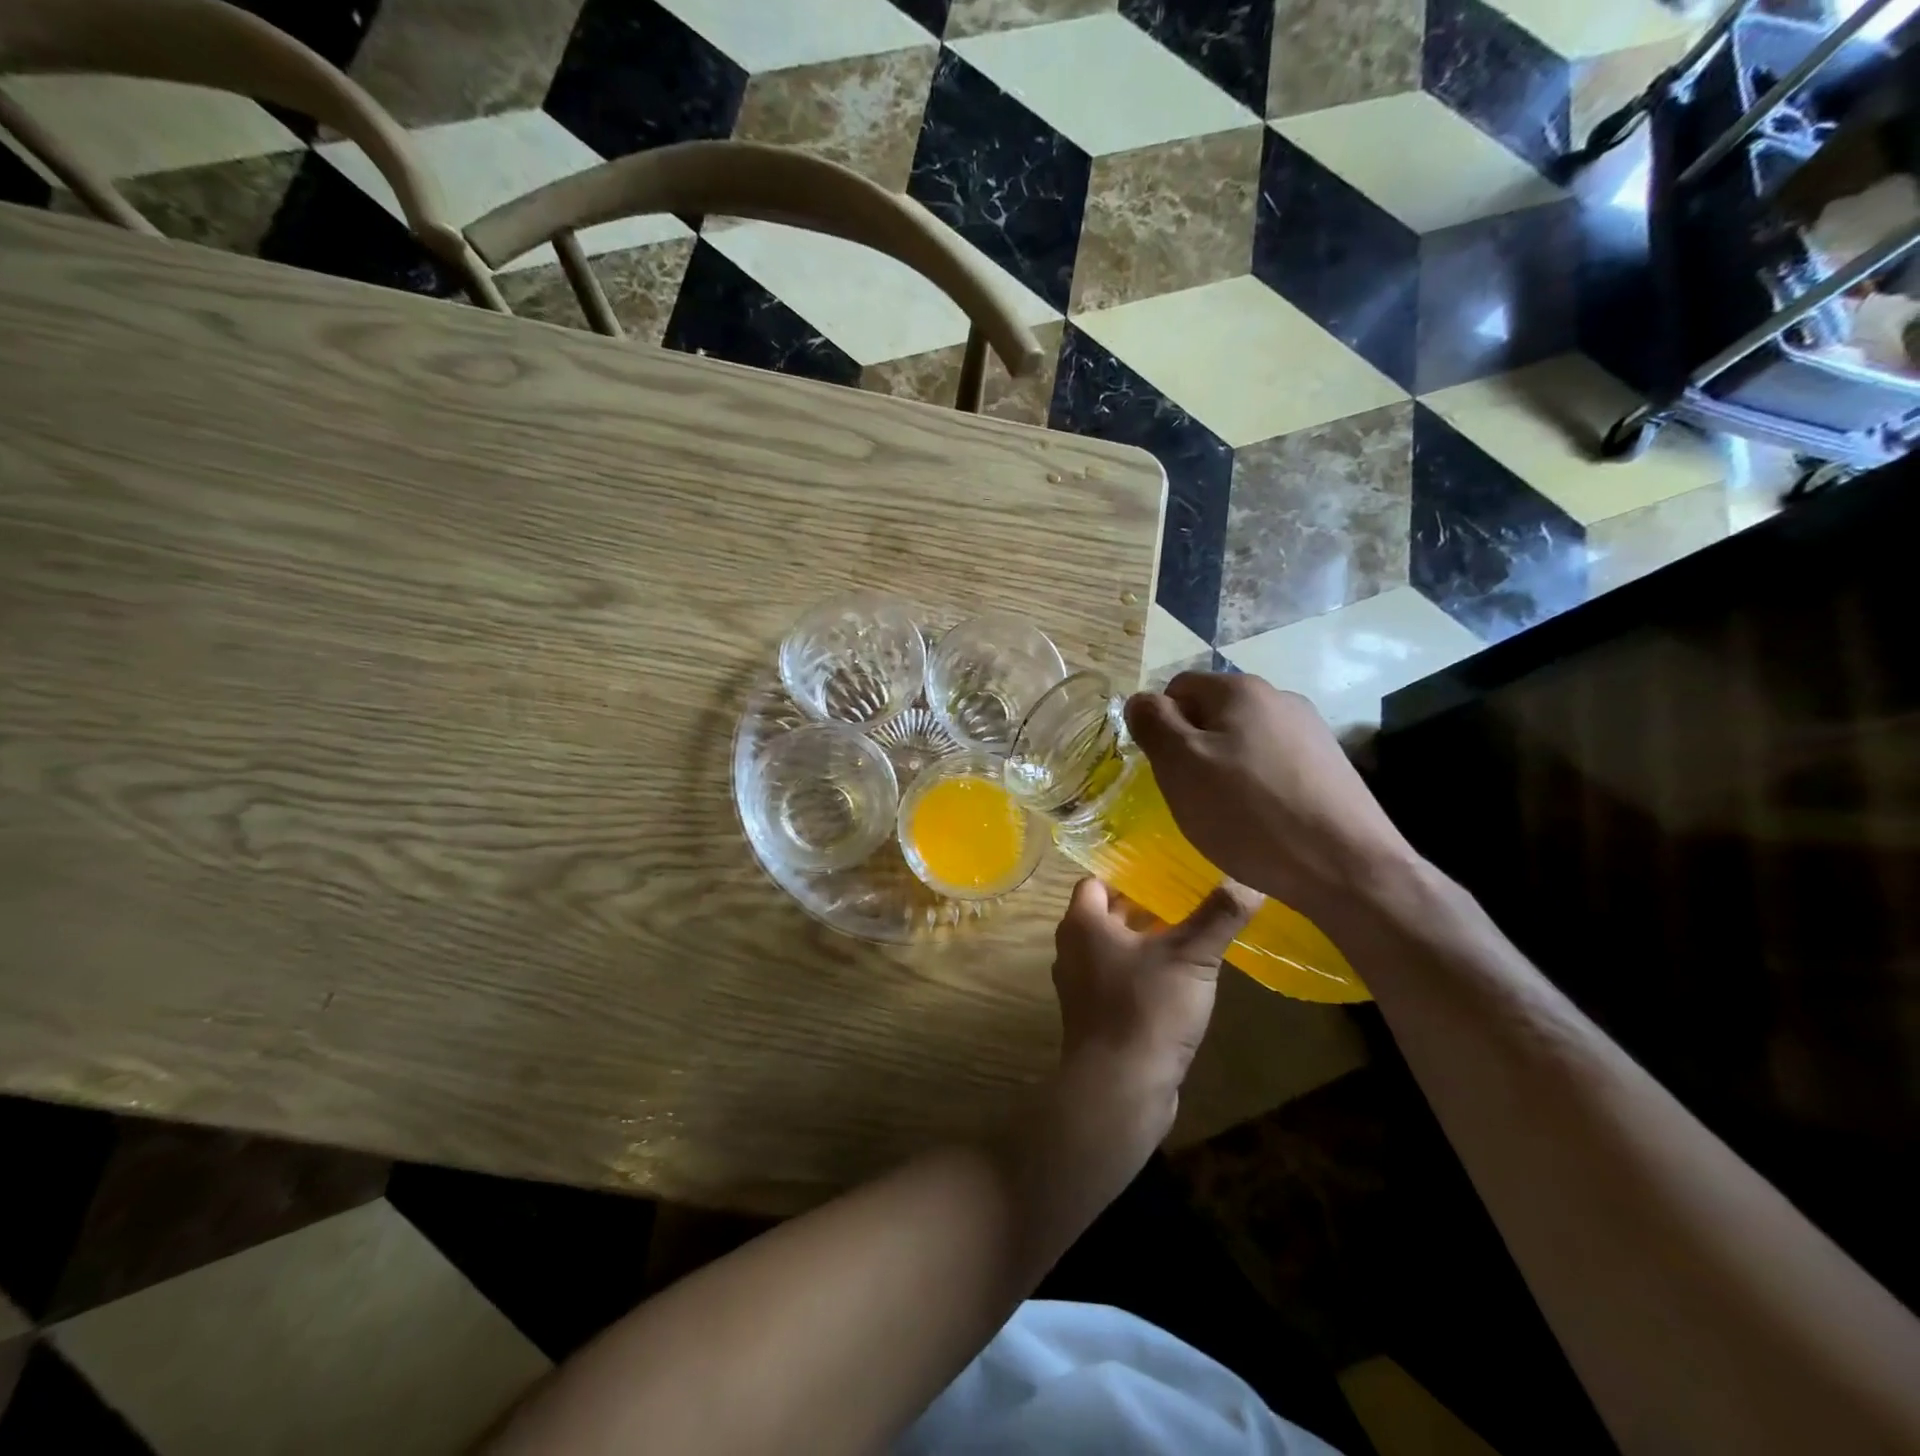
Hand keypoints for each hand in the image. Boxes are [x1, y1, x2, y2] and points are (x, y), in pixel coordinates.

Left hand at [1050, 876, 1256, 1124]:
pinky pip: (1116, 979)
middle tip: (1184, 894)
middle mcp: (1072, 949)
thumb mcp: (1190, 958)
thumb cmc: (1146, 1009)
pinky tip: (1178, 978)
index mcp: (1083, 924)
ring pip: (1112, 948)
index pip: (1096, 881)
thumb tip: (1249, 880)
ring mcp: (1080, 985)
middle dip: (1142, 905)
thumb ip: (1218, 916)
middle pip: (1105, 914)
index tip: (1163, 867)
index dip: (1127, 873)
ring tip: (1188, 931)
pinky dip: (1141, 970)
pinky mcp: (1094, 1016)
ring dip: (1144, 939)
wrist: (1119, 1089)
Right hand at [1124, 673, 1420, 924]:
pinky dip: (1259, 787)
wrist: (1347, 867)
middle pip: (1213, 714)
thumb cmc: (1249, 813)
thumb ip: (1153, 723)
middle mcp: (1279, 698)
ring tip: (1229, 814)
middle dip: (1194, 749)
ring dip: (1226, 769)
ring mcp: (1311, 731)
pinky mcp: (1331, 766)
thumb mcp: (1180, 765)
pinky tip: (1264, 822)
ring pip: (1244, 741)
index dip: (1161, 726)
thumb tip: (1141, 700)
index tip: (1166, 769)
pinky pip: (1274, 765)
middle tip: (1192, 795)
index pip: (1177, 688)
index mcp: (1239, 689)